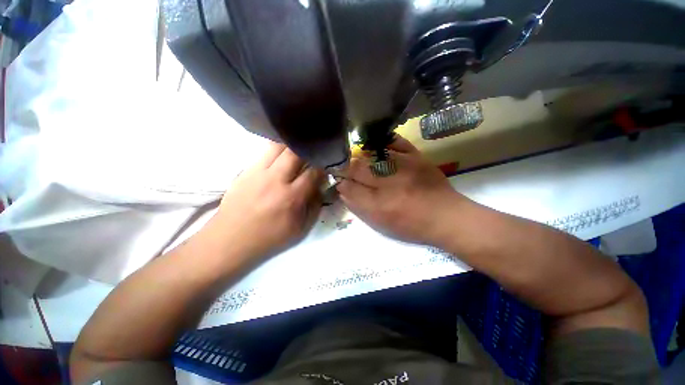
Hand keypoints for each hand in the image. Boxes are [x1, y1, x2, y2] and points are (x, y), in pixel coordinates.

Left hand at [212, 143, 323, 259]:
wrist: (231, 239)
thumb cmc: (270, 237)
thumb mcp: (300, 228)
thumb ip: (315, 205)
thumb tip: (321, 186)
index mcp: (291, 197)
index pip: (313, 172)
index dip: (323, 166)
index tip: (326, 165)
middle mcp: (275, 180)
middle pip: (295, 153)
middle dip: (308, 150)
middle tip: (312, 154)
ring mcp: (258, 173)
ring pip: (278, 146)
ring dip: (291, 147)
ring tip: (297, 151)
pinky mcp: (246, 170)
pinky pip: (264, 152)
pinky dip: (277, 151)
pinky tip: (281, 157)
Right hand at [337, 135, 463, 244]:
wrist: (446, 217)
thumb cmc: (411, 225)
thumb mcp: (382, 224)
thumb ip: (360, 207)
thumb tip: (343, 191)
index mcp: (379, 204)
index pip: (350, 187)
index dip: (341, 182)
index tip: (338, 181)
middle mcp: (389, 182)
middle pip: (357, 168)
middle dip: (346, 168)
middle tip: (343, 169)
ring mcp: (403, 166)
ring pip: (371, 155)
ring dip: (359, 157)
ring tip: (356, 160)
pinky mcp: (416, 157)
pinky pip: (396, 142)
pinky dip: (383, 142)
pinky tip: (377, 147)